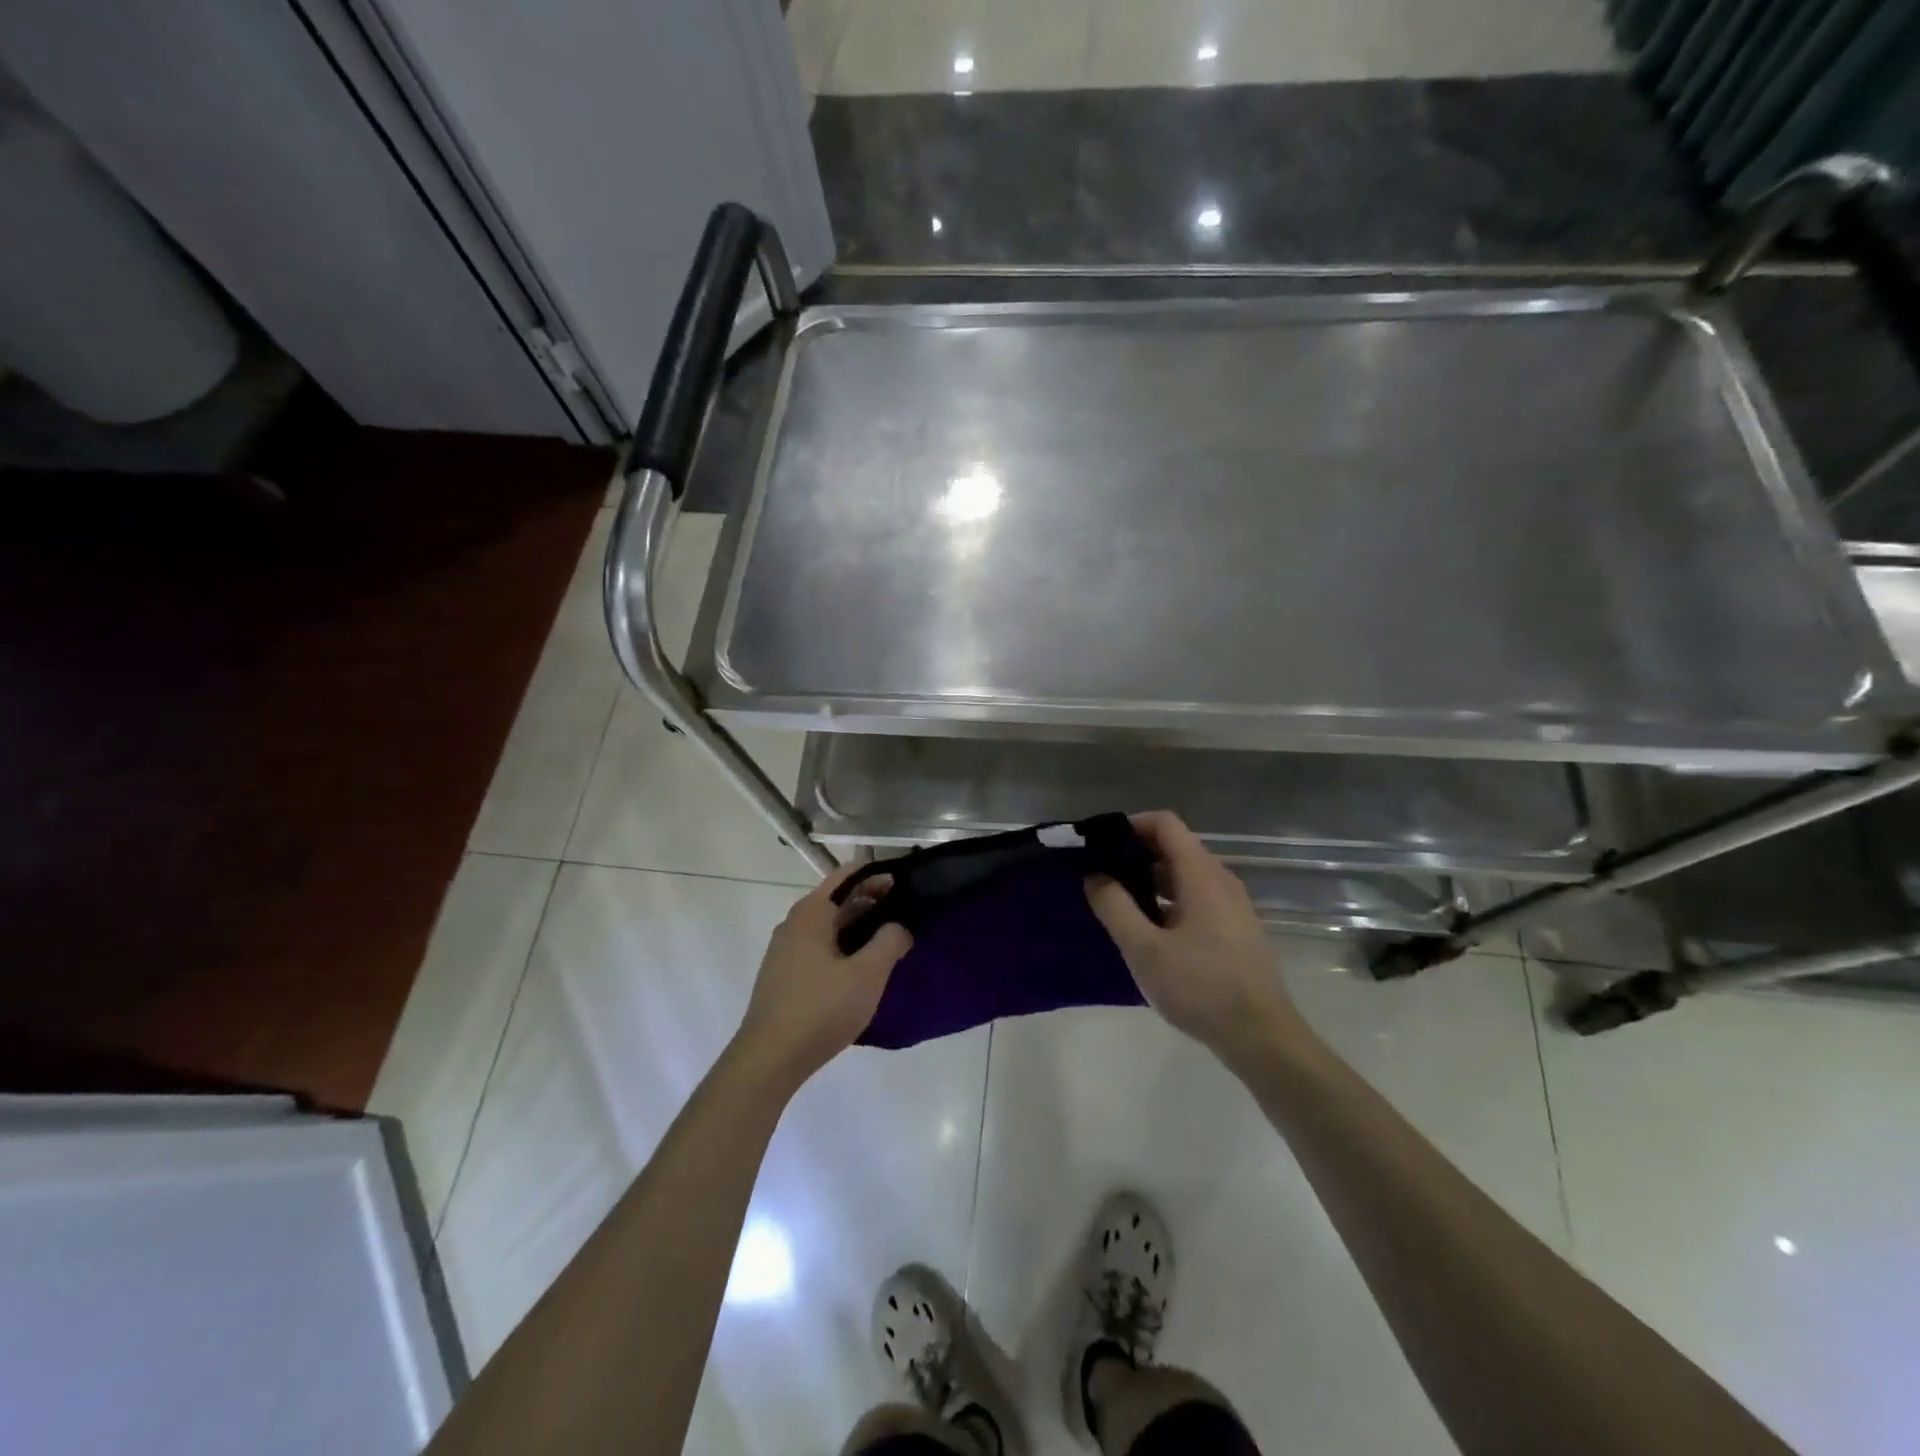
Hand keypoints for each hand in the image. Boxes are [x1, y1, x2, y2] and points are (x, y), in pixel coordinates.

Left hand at [734, 865, 911, 1089]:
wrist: (769, 1059)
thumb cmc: (821, 1009)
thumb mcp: (867, 974)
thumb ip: (890, 941)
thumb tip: (899, 926)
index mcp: (811, 913)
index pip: (847, 876)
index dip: (876, 876)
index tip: (905, 883)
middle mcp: (794, 924)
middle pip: (837, 900)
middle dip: (871, 901)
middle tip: (906, 912)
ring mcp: (785, 950)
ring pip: (829, 926)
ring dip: (859, 926)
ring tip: (890, 939)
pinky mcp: (785, 975)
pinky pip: (820, 947)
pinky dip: (844, 946)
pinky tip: (862, 967)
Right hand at [1086, 812, 1311, 1071]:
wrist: (1262, 1036)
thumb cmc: (1201, 988)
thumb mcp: (1145, 950)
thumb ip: (1115, 907)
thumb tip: (1094, 876)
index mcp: (1201, 875)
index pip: (1165, 824)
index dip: (1131, 825)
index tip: (1101, 845)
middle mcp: (1221, 880)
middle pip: (1175, 848)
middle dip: (1135, 855)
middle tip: (1101, 876)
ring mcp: (1233, 905)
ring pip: (1185, 875)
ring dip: (1150, 881)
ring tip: (1118, 904)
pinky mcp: (1236, 928)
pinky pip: (1197, 898)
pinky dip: (1169, 900)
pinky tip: (1149, 931)